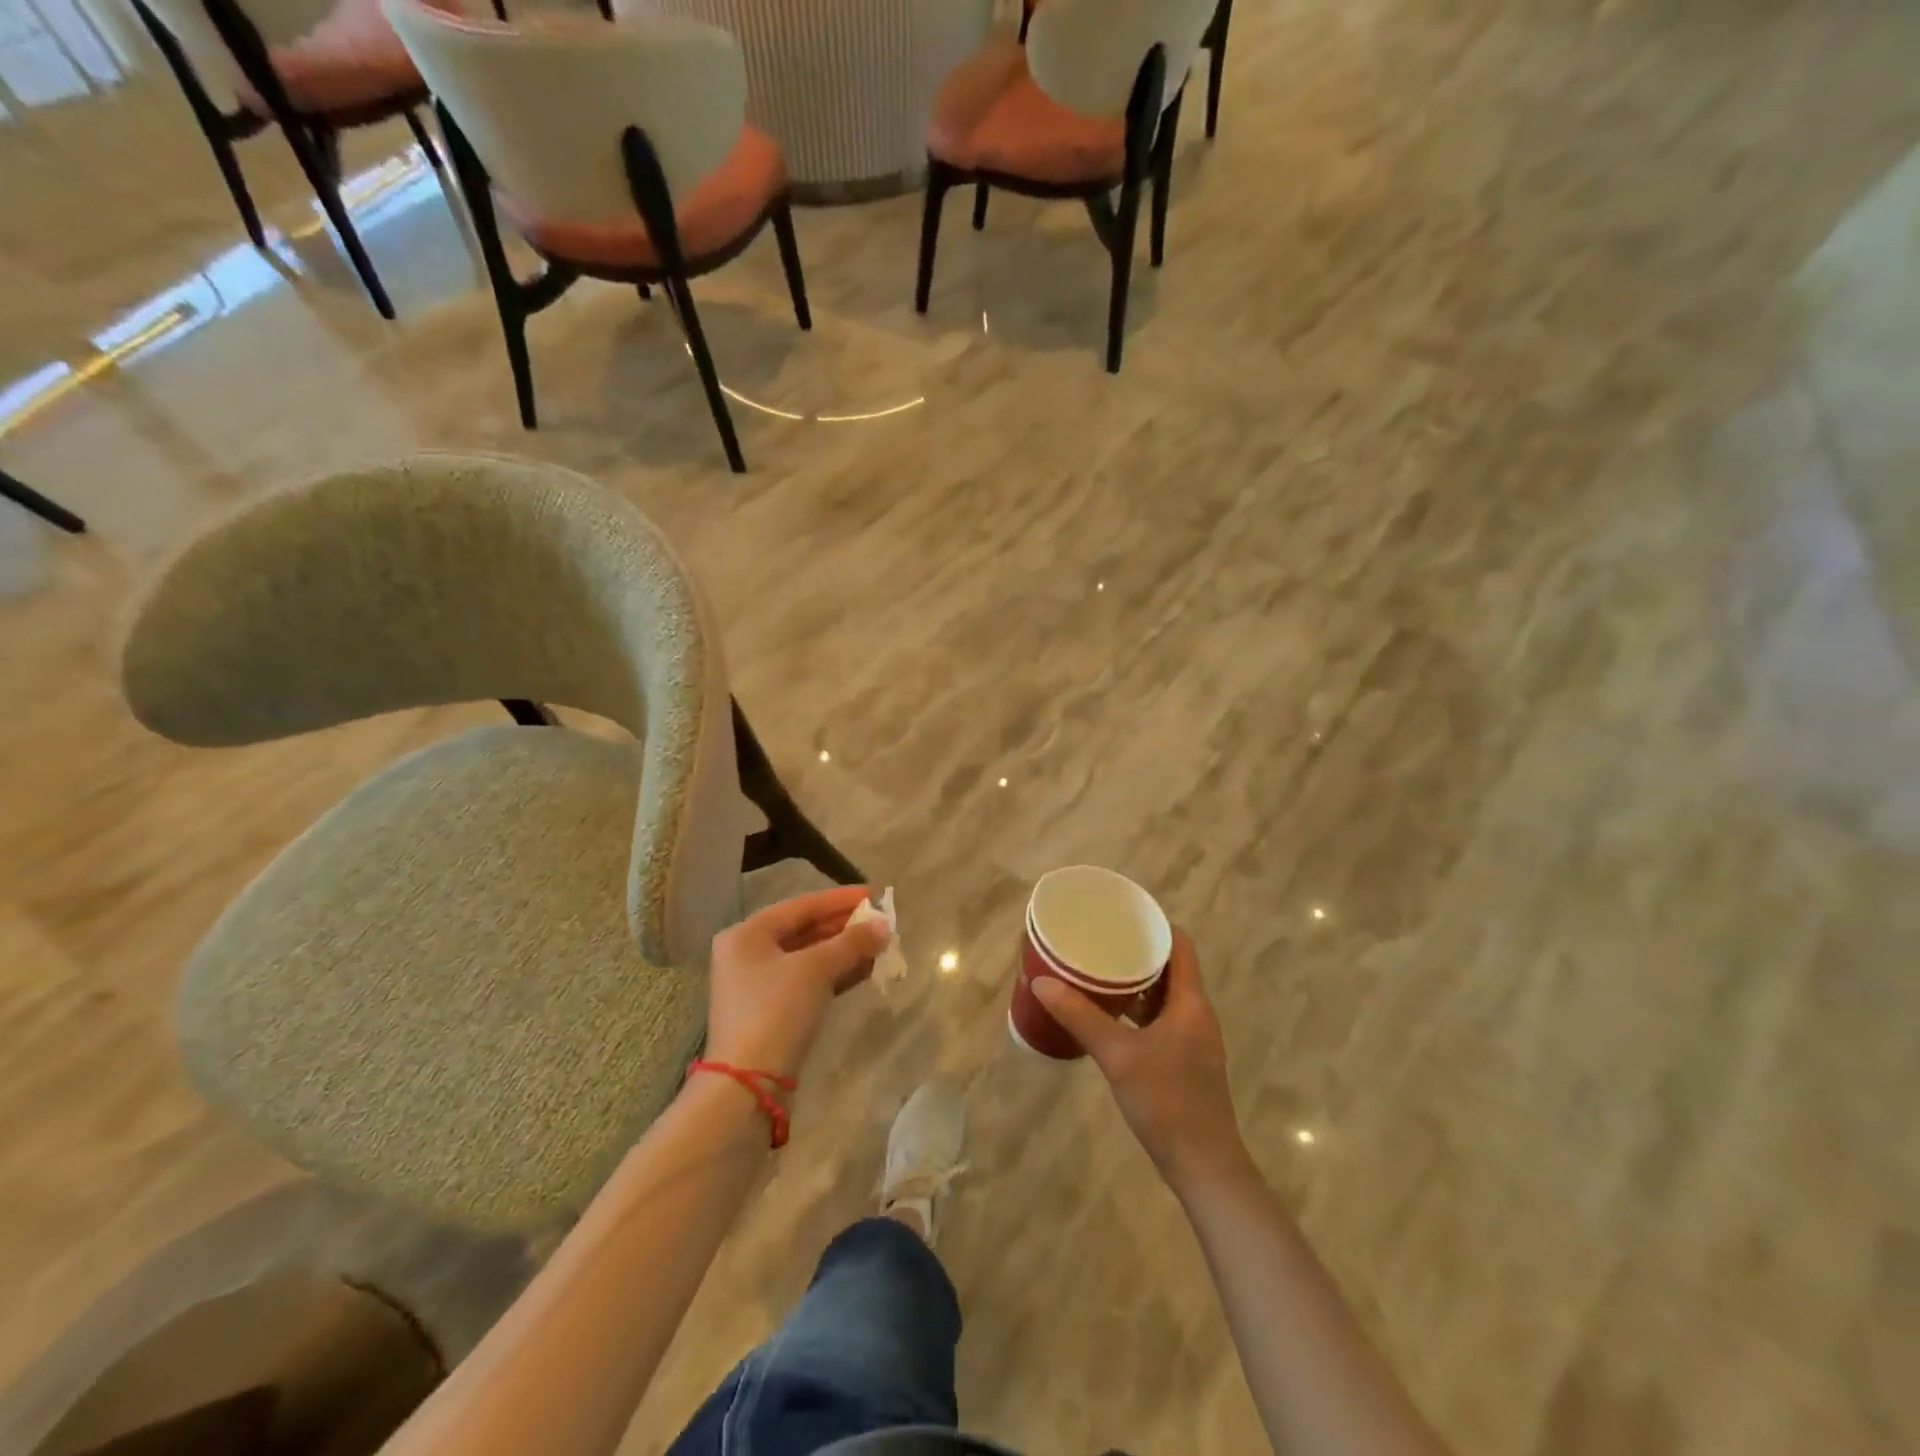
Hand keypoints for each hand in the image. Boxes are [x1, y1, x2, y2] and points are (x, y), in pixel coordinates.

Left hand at [705, 885, 891, 1077]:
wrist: (749, 1084)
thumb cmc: (776, 1011)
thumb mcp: (816, 969)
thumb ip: (852, 942)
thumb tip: (884, 924)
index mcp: (747, 934)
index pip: (801, 905)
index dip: (840, 899)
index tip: (874, 894)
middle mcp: (748, 954)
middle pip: (804, 930)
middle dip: (845, 926)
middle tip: (881, 921)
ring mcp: (759, 985)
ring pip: (809, 957)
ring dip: (844, 950)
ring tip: (881, 943)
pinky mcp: (772, 1011)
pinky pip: (809, 980)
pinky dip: (835, 973)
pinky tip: (866, 969)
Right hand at [1034, 930, 1250, 1190]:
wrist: (1204, 1166)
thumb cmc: (1167, 1102)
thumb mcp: (1118, 1055)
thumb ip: (1080, 1016)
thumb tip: (1041, 981)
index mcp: (1191, 1002)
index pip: (1179, 944)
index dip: (1154, 923)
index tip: (1121, 913)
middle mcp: (1196, 1013)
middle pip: (1170, 966)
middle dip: (1136, 950)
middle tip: (1099, 939)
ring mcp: (1192, 1039)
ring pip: (1164, 995)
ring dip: (1135, 981)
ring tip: (1097, 969)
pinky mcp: (1184, 1060)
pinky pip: (1160, 1019)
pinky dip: (1136, 1009)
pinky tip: (1108, 1014)